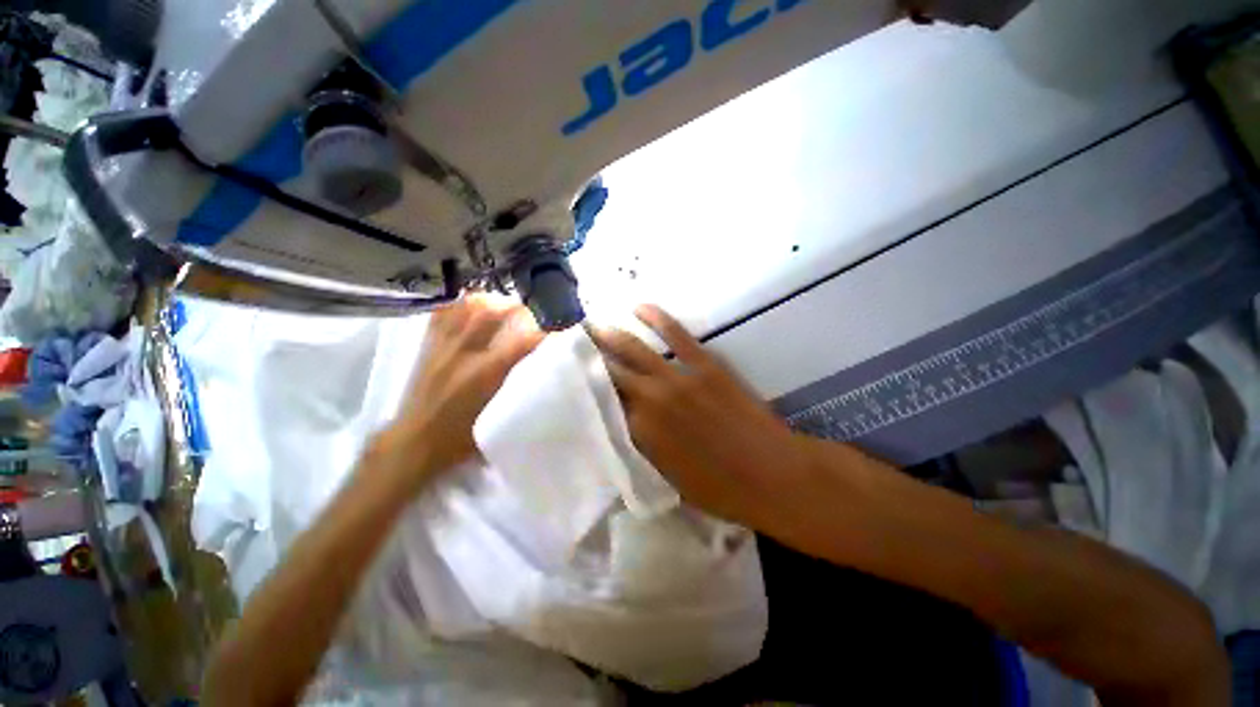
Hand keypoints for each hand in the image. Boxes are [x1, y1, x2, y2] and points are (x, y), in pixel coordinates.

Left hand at [375, 294, 543, 492]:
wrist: (413, 443)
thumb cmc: (460, 438)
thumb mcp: (498, 418)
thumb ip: (517, 392)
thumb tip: (540, 378)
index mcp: (485, 374)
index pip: (521, 342)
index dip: (543, 333)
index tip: (557, 330)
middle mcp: (464, 353)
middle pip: (493, 313)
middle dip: (516, 308)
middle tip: (531, 312)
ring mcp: (443, 346)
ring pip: (467, 307)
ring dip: (490, 301)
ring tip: (503, 304)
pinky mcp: (428, 347)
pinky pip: (443, 314)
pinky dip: (460, 306)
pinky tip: (471, 306)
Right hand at [590, 305, 819, 530]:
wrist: (773, 476)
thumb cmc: (720, 489)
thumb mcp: (667, 478)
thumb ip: (641, 447)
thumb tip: (624, 425)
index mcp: (639, 432)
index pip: (602, 403)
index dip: (585, 389)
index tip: (570, 377)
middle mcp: (650, 400)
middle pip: (610, 372)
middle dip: (588, 357)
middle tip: (571, 346)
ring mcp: (678, 378)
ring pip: (633, 349)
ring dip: (611, 336)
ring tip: (593, 326)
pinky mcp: (705, 365)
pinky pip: (675, 334)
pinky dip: (655, 318)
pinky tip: (639, 307)